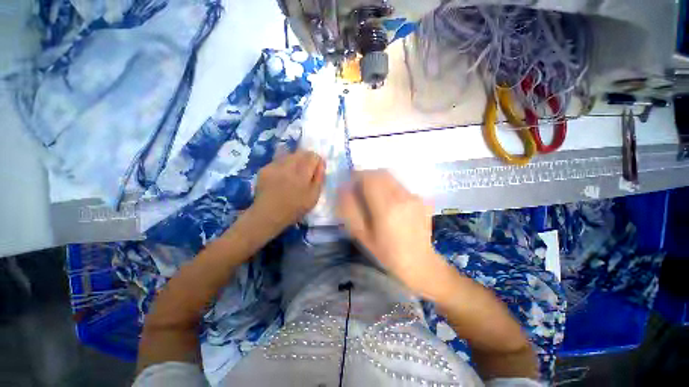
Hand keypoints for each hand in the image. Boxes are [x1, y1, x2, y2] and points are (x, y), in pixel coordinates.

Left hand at [251, 150, 324, 231]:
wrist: (268, 215)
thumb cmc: (295, 208)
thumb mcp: (313, 197)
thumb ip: (319, 179)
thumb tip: (321, 164)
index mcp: (302, 175)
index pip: (313, 156)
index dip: (317, 160)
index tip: (316, 169)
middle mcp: (288, 166)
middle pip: (301, 152)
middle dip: (306, 159)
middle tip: (305, 171)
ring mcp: (275, 166)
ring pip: (289, 155)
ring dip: (295, 161)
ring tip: (293, 173)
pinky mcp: (265, 168)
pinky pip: (278, 161)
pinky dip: (283, 165)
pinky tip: (282, 176)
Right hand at [336, 170, 451, 296]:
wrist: (419, 262)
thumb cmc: (386, 252)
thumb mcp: (361, 234)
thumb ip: (350, 209)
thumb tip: (343, 188)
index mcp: (386, 207)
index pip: (370, 177)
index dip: (357, 175)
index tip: (350, 182)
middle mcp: (402, 196)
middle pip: (381, 173)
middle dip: (367, 175)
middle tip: (359, 186)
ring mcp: (414, 196)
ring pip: (391, 177)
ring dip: (378, 180)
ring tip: (372, 194)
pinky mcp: (421, 199)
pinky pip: (399, 185)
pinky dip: (389, 186)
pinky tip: (388, 202)